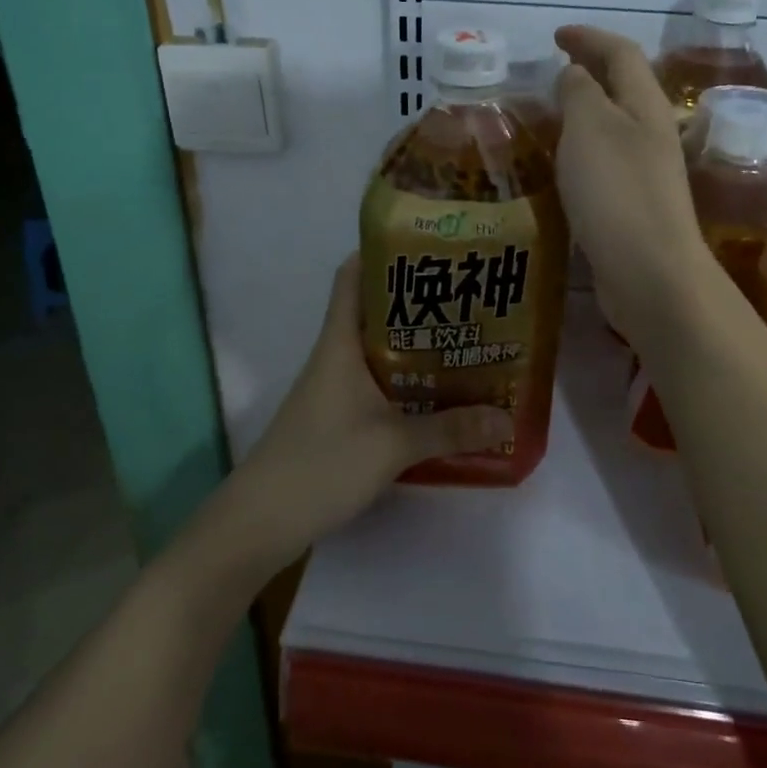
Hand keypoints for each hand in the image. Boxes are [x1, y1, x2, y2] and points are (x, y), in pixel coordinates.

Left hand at [231, 255, 508, 561]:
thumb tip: (506, 417)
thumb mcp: (392, 445)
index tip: (426, 245)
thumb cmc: (321, 464)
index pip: (351, 276)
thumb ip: (450, 430)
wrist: (260, 522)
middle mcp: (336, 356)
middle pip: (374, 311)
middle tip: (467, 294)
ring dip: (416, 344)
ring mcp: (335, 388)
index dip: (381, 252)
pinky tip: (439, 395)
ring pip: (380, 350)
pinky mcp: (338, 418)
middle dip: (417, 300)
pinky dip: (407, 381)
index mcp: (340, 342)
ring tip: (465, 339)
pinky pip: (378, 384)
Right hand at [553, 25, 721, 346]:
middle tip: (554, 69)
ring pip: (615, 125)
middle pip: (624, 87)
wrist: (650, 272)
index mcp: (645, 106)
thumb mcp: (589, 129)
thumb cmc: (617, 192)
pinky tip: (564, 164)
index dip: (589, 37)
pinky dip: (583, 148)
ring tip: (552, 113)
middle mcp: (652, 133)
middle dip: (591, 70)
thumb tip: (575, 74)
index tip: (556, 36)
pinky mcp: (635, 205)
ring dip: (586, 111)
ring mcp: (647, 171)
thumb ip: (579, 93)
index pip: (621, 53)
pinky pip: (607, 160)